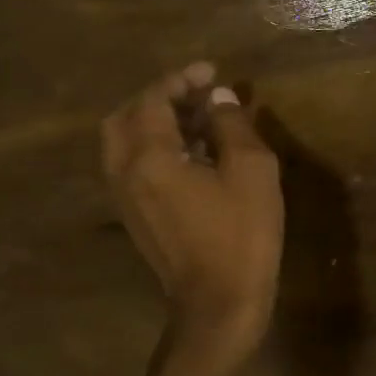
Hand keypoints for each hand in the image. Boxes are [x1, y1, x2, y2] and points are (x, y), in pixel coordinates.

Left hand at [102, 62, 283, 366]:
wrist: (220, 303)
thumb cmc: (241, 233)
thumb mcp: (251, 170)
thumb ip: (232, 125)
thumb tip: (219, 98)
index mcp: (149, 158)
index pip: (152, 100)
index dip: (180, 79)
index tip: (211, 71)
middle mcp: (125, 174)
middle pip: (125, 118)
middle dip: (160, 97)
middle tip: (198, 93)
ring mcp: (126, 199)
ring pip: (127, 143)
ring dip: (158, 122)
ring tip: (203, 119)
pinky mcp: (137, 217)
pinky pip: (136, 166)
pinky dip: (158, 146)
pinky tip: (197, 153)